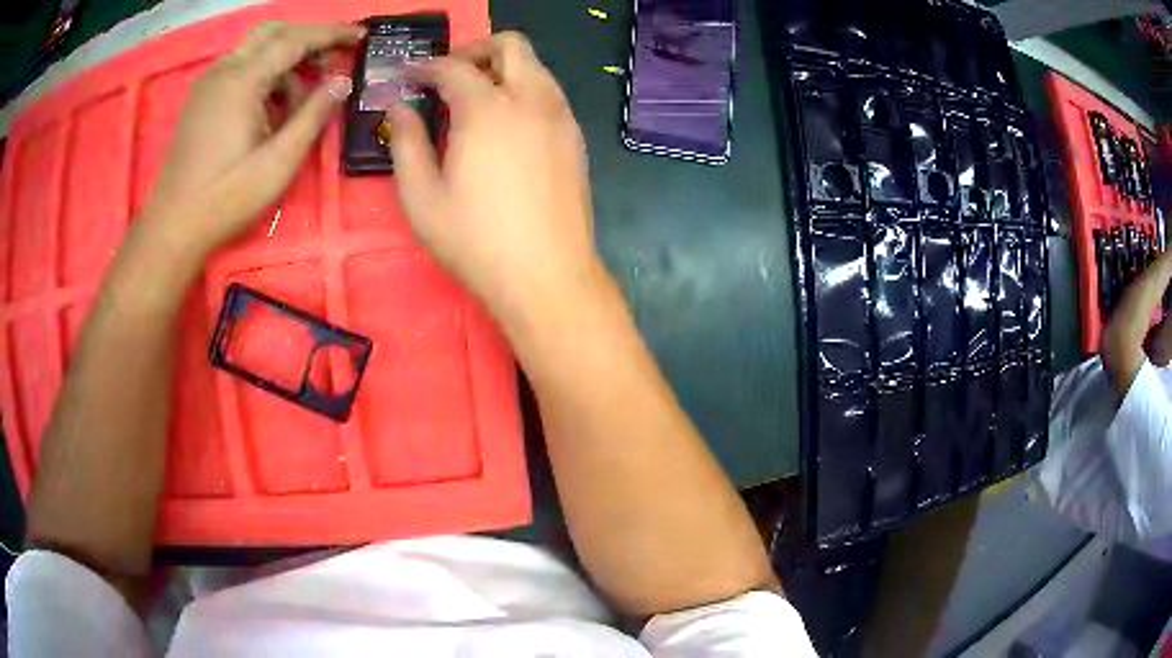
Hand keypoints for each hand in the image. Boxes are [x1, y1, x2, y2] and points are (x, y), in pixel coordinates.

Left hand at [142, 22, 362, 254]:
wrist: (174, 226)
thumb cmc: (227, 197)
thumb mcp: (279, 161)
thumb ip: (314, 115)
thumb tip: (343, 82)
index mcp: (242, 80)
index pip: (296, 39)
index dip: (332, 34)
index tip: (360, 36)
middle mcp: (224, 70)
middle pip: (274, 34)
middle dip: (306, 41)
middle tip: (329, 63)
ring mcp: (208, 84)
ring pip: (255, 51)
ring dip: (283, 63)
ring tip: (298, 101)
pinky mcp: (201, 100)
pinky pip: (239, 69)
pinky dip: (262, 76)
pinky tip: (269, 108)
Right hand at [383, 32, 599, 320]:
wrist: (547, 276)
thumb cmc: (476, 241)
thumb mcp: (422, 197)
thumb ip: (406, 142)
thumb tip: (399, 107)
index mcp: (488, 109)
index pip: (453, 67)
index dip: (425, 67)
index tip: (408, 77)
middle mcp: (531, 100)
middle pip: (510, 46)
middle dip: (475, 50)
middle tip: (448, 75)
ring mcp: (561, 118)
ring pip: (536, 67)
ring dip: (503, 69)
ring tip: (474, 99)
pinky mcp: (576, 138)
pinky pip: (550, 94)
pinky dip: (525, 91)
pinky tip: (506, 125)